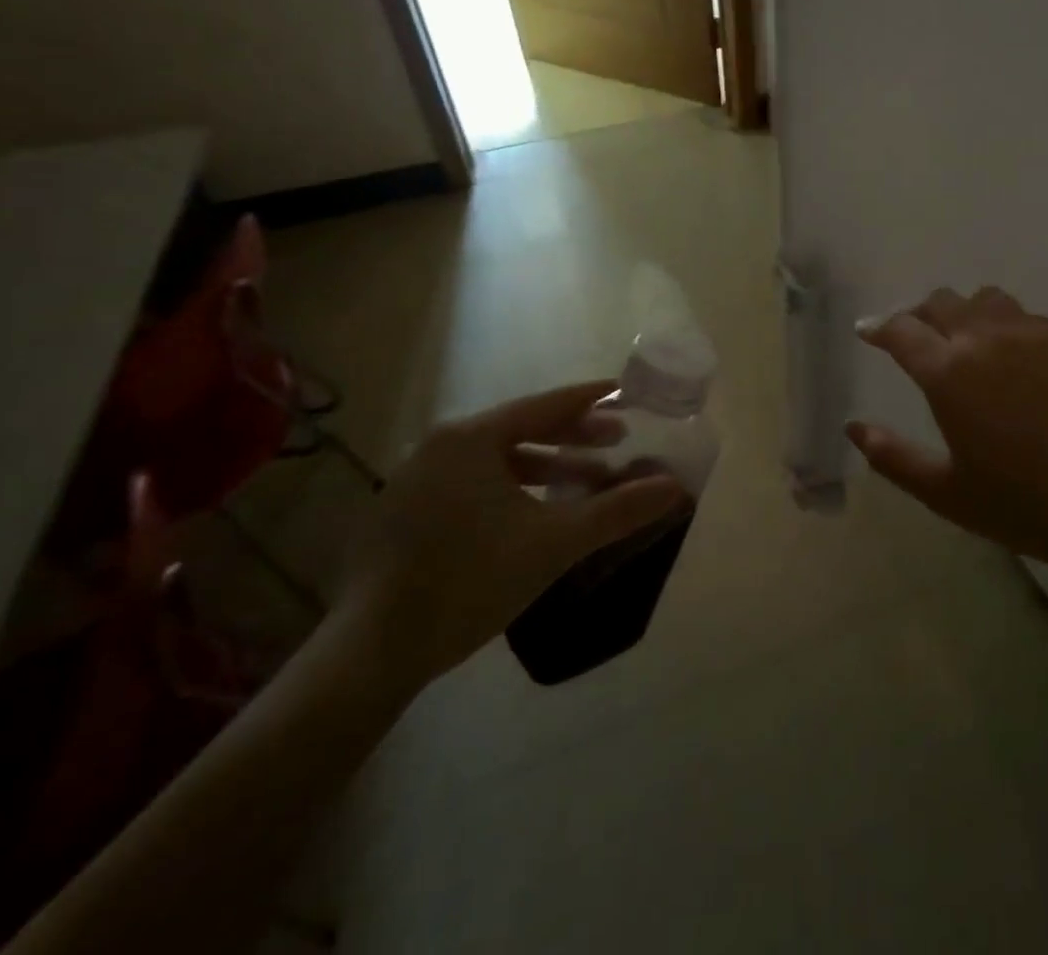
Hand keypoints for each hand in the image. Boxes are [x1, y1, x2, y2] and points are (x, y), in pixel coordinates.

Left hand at [336, 380, 689, 690]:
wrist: (371, 655)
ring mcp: (416, 478)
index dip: (592, 399)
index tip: (627, 393)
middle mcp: (440, 445)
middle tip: (619, 439)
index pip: (546, 405)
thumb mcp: (555, 543)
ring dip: (547, 465)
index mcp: (470, 438)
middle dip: (574, 434)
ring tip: (588, 477)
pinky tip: (537, 511)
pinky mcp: (406, 511)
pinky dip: (514, 487)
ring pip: (498, 458)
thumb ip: (618, 510)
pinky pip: (474, 481)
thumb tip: (676, 487)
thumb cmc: (470, 582)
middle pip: (522, 427)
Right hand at [848, 288, 1047, 583]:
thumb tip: (854, 427)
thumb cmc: (1025, 505)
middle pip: (942, 301)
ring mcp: (1036, 333)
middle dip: (919, 314)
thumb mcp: (947, 493)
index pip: (901, 330)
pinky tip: (1018, 359)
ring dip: (966, 312)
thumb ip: (892, 457)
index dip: (878, 327)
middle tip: (915, 336)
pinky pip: (1029, 316)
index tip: (868, 331)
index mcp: (950, 372)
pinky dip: (1009, 326)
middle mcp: (988, 338)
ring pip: (987, 299)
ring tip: (967, 340)